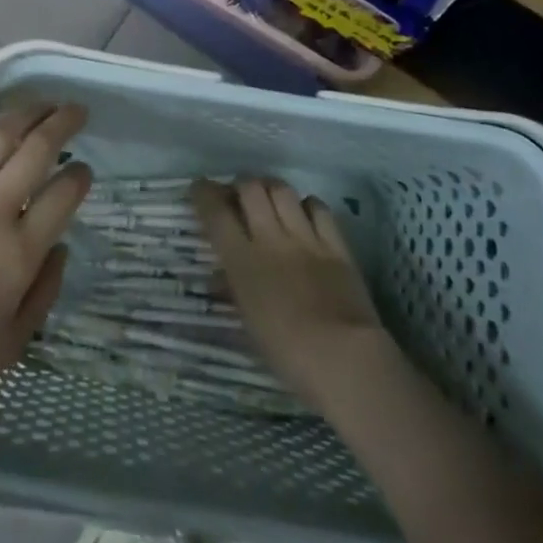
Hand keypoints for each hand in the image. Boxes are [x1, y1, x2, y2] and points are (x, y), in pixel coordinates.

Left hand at [0, 92, 90, 416]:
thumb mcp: (10, 344)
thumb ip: (45, 293)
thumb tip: (61, 247)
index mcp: (18, 254)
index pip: (64, 196)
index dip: (80, 177)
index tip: (83, 170)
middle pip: (36, 151)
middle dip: (63, 123)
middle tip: (74, 111)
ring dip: (23, 110)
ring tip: (39, 101)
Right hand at [192, 178, 390, 410]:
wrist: (343, 357)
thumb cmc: (286, 351)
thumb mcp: (247, 324)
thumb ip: (233, 291)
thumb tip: (219, 278)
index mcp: (242, 261)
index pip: (216, 212)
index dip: (204, 193)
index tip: (200, 188)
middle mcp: (270, 239)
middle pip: (250, 188)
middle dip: (240, 185)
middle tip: (238, 195)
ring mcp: (306, 238)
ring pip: (283, 190)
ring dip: (270, 188)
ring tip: (268, 197)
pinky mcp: (336, 245)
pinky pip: (319, 208)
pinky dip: (307, 204)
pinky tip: (304, 214)